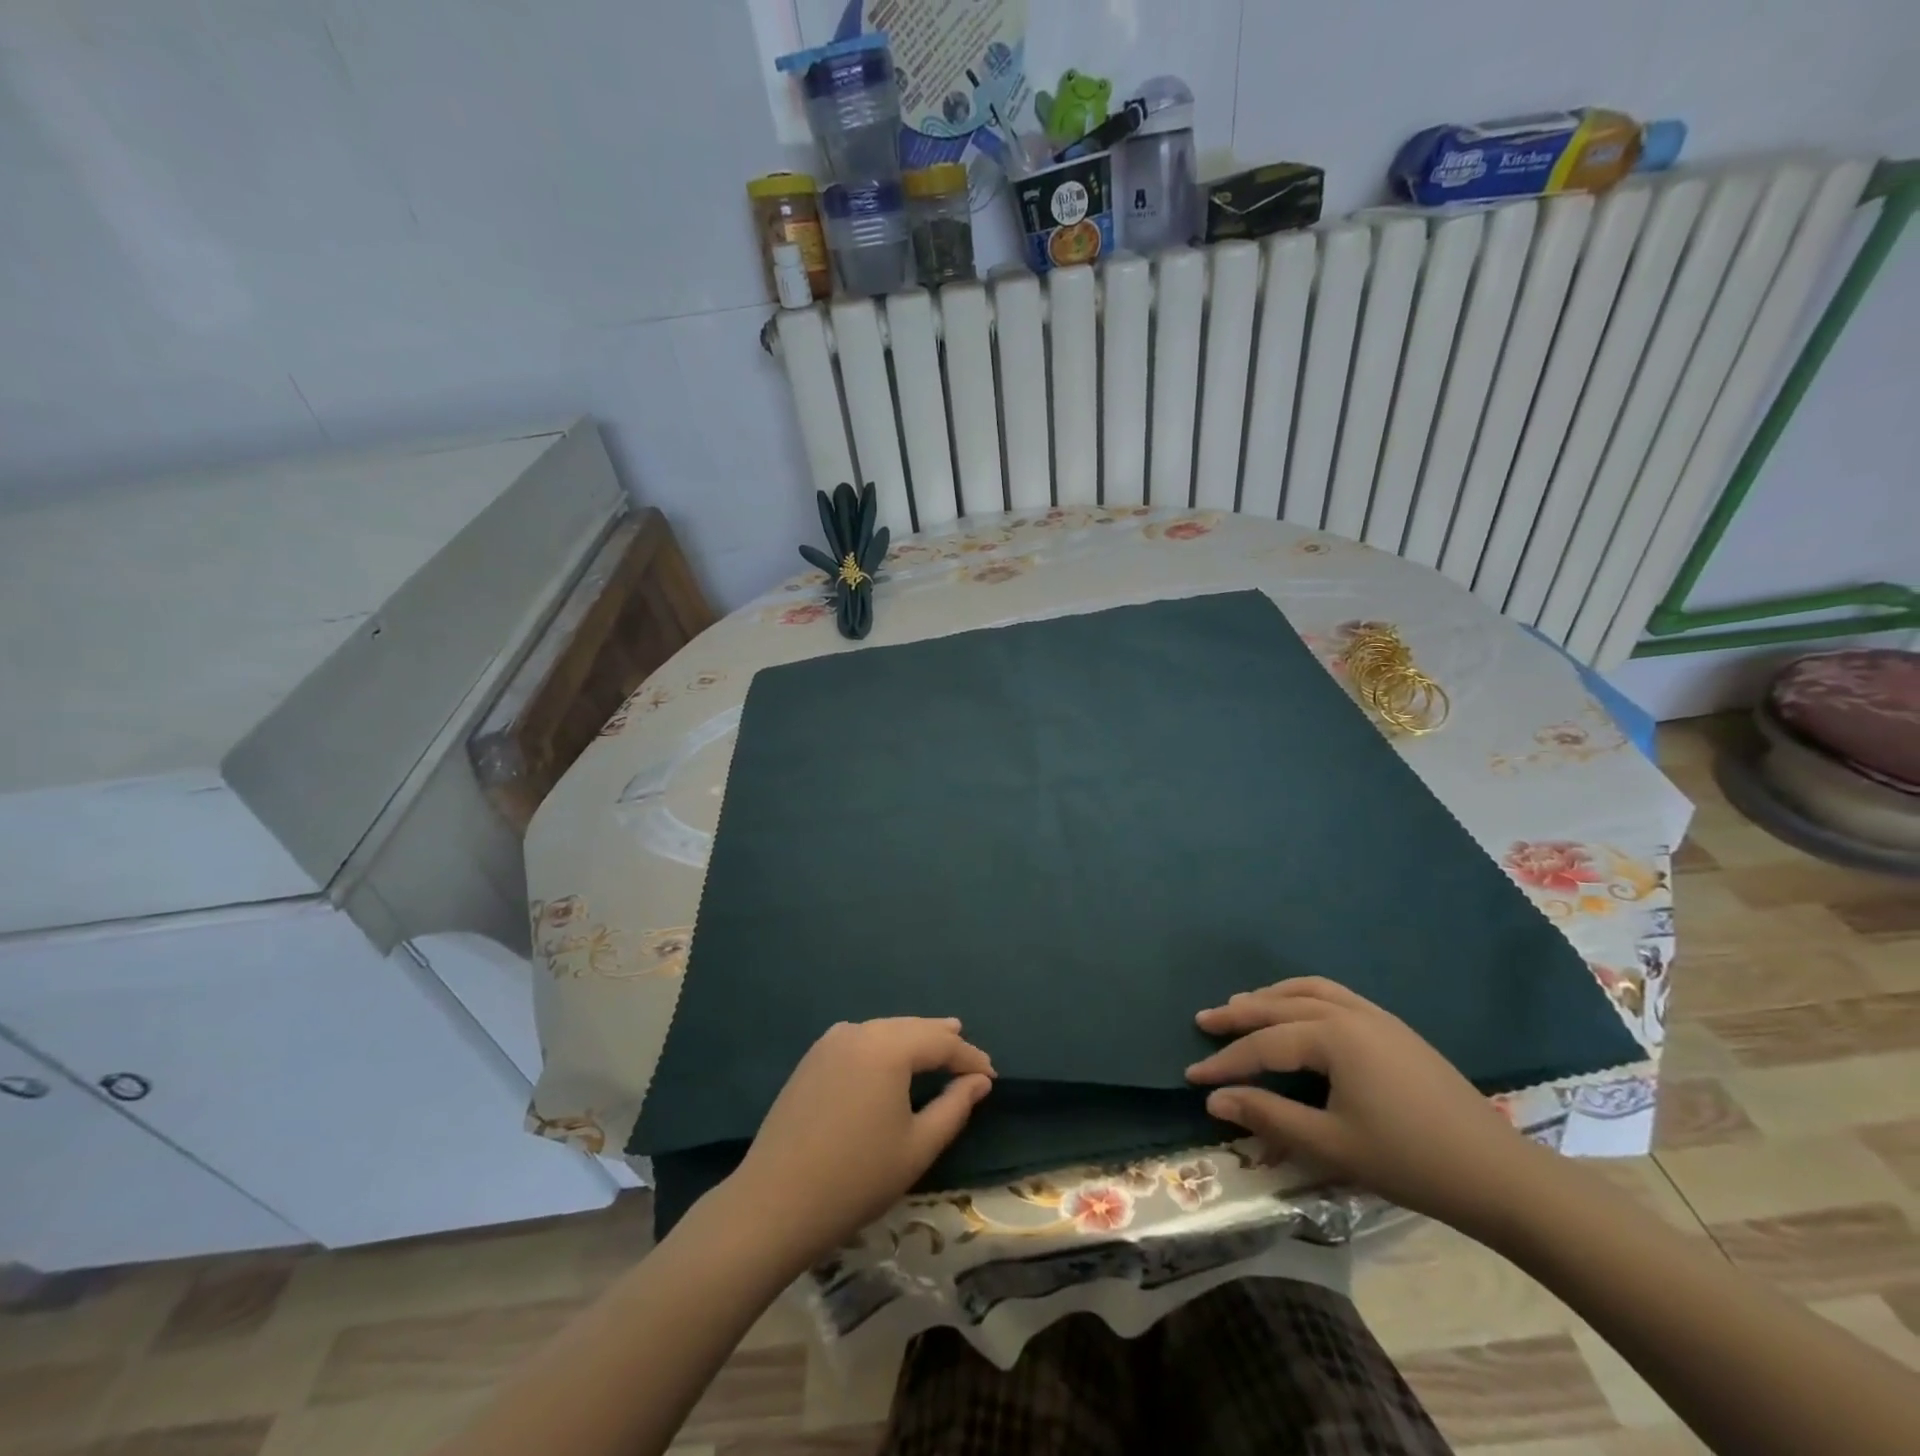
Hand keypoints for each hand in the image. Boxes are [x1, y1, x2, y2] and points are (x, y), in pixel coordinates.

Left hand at [724, 1018, 994, 1266]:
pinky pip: (860, 1039)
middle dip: (942, 1039)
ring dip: (912, 1038)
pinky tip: (891, 1056)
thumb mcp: (917, 1147)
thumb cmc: (855, 1179)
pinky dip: (884, 1044)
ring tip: (937, 1042)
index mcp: (887, 1047)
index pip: (940, 1042)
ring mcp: (830, 1042)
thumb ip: (954, 1108)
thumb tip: (979, 1081)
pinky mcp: (812, 1059)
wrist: (774, 1203)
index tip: (992, 1076)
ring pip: (884, 1030)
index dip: (970, 1057)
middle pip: (911, 1028)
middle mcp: (859, 1032)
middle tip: (968, 1050)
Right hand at [1186, 977, 1539, 1239]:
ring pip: (1308, 991)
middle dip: (1238, 1014)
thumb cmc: (1411, 1161)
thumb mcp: (1332, 1145)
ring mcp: (1375, 1016)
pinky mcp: (1393, 1028)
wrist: (1499, 1175)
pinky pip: (1333, 995)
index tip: (1192, 1077)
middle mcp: (1350, 1013)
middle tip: (1204, 1020)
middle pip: (1280, 1005)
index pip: (1264, 1045)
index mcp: (1334, 1037)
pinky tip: (1296, 1013)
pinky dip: (1302, 996)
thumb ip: (1269, 1116)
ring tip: (1242, 1006)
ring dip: (1270, 997)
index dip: (1226, 1062)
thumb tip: (1215, 1101)